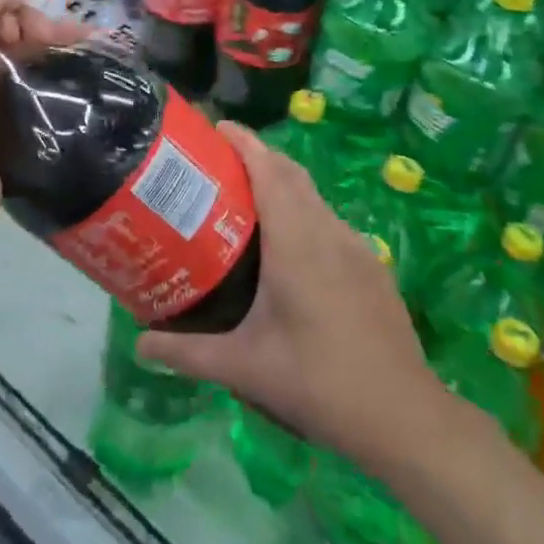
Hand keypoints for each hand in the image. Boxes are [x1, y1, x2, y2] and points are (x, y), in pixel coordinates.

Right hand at [138, 123, 443, 475]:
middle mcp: (327, 232)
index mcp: (296, 242)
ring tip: (245, 198)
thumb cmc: (318, 381)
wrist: (404, 415)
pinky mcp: (371, 266)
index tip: (216, 128)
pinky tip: (288, 245)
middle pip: (292, 174)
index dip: (244, 142)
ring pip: (313, 196)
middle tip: (218, 162)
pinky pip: (329, 220)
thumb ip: (188, 353)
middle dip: (258, 156)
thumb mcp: (244, 368)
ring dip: (281, 182)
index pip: (269, 171)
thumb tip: (139, 344)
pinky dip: (303, 210)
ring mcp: (356, 247)